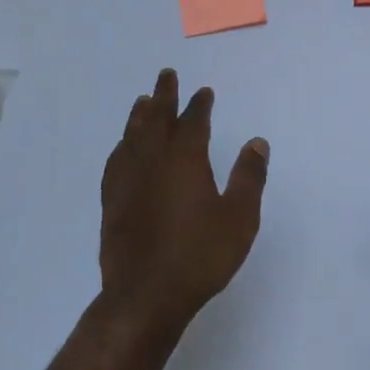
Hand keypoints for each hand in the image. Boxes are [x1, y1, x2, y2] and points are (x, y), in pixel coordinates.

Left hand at [99, 68, 269, 334]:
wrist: (145, 295)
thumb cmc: (200, 256)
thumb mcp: (239, 218)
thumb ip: (249, 177)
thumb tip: (257, 142)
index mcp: (185, 159)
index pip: (193, 121)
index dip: (199, 104)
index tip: (204, 92)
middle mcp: (153, 160)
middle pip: (156, 118)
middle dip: (163, 95)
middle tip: (165, 75)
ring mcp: (128, 180)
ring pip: (132, 136)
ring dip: (139, 115)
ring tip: (142, 101)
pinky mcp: (111, 201)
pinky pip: (115, 160)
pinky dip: (121, 146)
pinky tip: (122, 148)